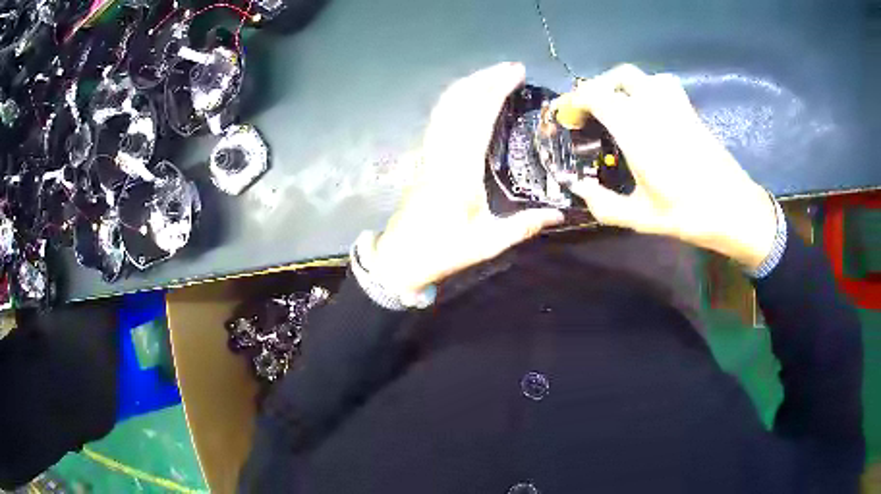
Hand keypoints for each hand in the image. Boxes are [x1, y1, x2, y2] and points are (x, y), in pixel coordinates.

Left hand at [369, 63, 563, 293]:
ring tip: (493, 74)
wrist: (401, 257)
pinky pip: (439, 117)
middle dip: (485, 78)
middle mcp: (442, 152)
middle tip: (511, 67)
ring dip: (469, 84)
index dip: (496, 89)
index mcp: (460, 170)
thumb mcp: (487, 243)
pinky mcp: (425, 156)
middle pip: (460, 101)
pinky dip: (456, 99)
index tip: (516, 73)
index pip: (478, 116)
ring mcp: (430, 152)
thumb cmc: (443, 251)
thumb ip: (523, 226)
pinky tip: (469, 96)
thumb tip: (559, 215)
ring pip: (446, 106)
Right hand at [555, 65, 776, 269]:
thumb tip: (578, 189)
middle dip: (597, 87)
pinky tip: (647, 109)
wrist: (735, 210)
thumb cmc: (688, 215)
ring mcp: (675, 106)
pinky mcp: (690, 111)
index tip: (567, 117)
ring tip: (616, 105)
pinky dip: (646, 87)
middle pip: (618, 77)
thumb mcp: (641, 217)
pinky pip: (662, 84)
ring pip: (642, 76)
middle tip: (589, 110)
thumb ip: (604, 204)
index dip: (575, 100)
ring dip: (622, 84)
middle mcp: (654, 108)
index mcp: (637, 131)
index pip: (596, 94)